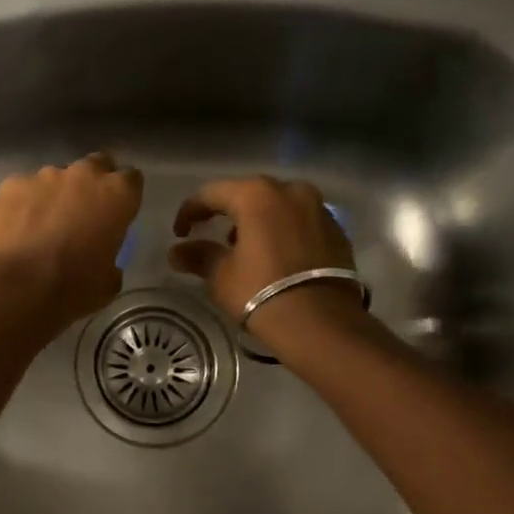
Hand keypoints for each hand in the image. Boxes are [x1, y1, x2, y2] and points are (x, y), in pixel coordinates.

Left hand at [0, 153, 143, 327]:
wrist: (16, 286)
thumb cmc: (72, 288)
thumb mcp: (107, 284)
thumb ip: (111, 261)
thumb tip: (106, 263)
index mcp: (117, 195)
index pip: (132, 180)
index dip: (125, 196)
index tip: (118, 213)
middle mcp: (84, 175)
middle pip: (95, 166)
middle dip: (92, 184)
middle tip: (83, 213)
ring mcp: (45, 176)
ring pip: (56, 178)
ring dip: (55, 195)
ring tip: (43, 225)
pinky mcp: (12, 184)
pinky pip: (24, 189)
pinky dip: (24, 204)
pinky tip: (16, 228)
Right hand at [170, 176, 359, 328]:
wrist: (319, 322)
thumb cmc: (260, 292)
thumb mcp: (221, 275)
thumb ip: (197, 256)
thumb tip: (176, 252)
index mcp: (257, 195)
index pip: (212, 193)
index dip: (190, 211)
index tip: (180, 233)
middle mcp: (291, 191)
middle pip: (249, 194)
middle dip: (227, 213)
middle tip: (212, 235)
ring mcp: (319, 209)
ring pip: (279, 206)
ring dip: (258, 221)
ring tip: (244, 248)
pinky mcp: (337, 231)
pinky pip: (300, 223)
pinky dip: (283, 232)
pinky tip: (275, 257)